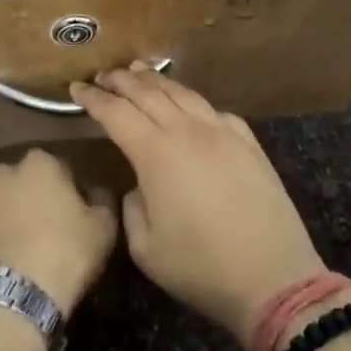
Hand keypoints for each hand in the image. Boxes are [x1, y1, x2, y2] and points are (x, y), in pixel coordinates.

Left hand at [0, 149, 118, 316]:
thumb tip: (97, 192)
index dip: (68, 191)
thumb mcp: (103, 228)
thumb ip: (102, 201)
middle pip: (20, 183)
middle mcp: (0, 176)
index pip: (58, 167)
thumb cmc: (65, 254)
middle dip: (30, 201)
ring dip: (2, 223)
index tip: (75, 215)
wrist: (10, 299)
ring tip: (17, 256)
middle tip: (45, 233)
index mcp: (38, 165)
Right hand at [71, 64, 325, 343]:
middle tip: (102, 75)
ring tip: (138, 71)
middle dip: (121, 80)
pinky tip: (188, 103)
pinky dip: (192, 101)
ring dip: (156, 80)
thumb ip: (131, 206)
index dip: (93, 99)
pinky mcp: (249, 143)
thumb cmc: (201, 268)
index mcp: (156, 154)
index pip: (116, 113)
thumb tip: (139, 185)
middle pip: (148, 93)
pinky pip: (214, 110)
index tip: (76, 88)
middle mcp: (188, 131)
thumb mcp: (145, 248)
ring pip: (183, 93)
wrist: (274, 279)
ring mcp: (223, 133)